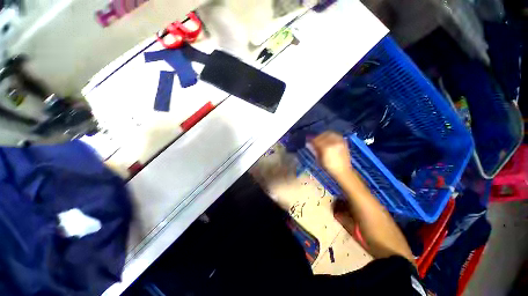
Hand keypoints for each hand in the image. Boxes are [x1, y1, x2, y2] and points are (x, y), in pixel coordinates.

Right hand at [309, 131, 353, 178]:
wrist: (343, 170)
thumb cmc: (329, 167)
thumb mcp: (319, 159)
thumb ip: (314, 150)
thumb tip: (308, 144)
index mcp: (326, 148)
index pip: (317, 140)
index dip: (312, 141)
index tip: (309, 142)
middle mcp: (334, 143)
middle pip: (323, 135)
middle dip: (318, 137)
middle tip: (315, 141)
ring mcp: (340, 142)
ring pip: (330, 133)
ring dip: (324, 135)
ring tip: (322, 139)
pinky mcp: (343, 142)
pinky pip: (336, 135)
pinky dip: (331, 136)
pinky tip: (328, 140)